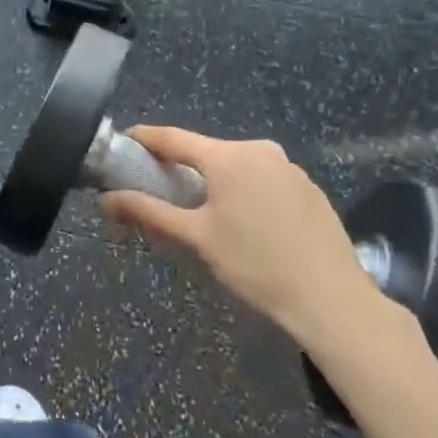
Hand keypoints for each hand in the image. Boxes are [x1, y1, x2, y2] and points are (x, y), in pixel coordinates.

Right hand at [100, 128, 401, 351]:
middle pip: (207, 151)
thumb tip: (105, 200)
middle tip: (158, 187)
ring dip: (214, 181)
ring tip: (201, 211)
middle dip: (180, 166)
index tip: (123, 142)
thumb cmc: (255, 265)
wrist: (332, 300)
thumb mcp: (196, 238)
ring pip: (236, 166)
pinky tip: (245, 224)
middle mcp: (260, 150)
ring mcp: (289, 168)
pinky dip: (244, 191)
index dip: (145, 139)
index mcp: (229, 156)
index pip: (174, 137)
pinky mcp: (309, 189)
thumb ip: (149, 212)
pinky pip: (263, 180)